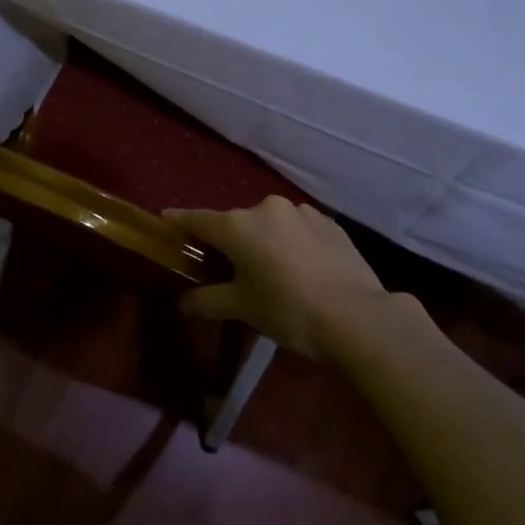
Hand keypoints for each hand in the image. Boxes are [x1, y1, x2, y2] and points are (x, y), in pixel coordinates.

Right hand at [166, 197, 388, 361]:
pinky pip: (298, 229)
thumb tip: (183, 303)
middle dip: (228, 240)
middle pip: (235, 222)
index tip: (166, 219)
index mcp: (238, 226)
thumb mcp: (243, 309)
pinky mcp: (329, 222)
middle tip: (225, 266)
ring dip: (263, 240)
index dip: (179, 221)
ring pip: (269, 223)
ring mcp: (301, 212)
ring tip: (269, 269)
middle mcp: (266, 208)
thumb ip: (208, 301)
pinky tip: (300, 267)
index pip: (198, 219)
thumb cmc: (288, 310)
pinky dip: (290, 242)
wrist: (358, 316)